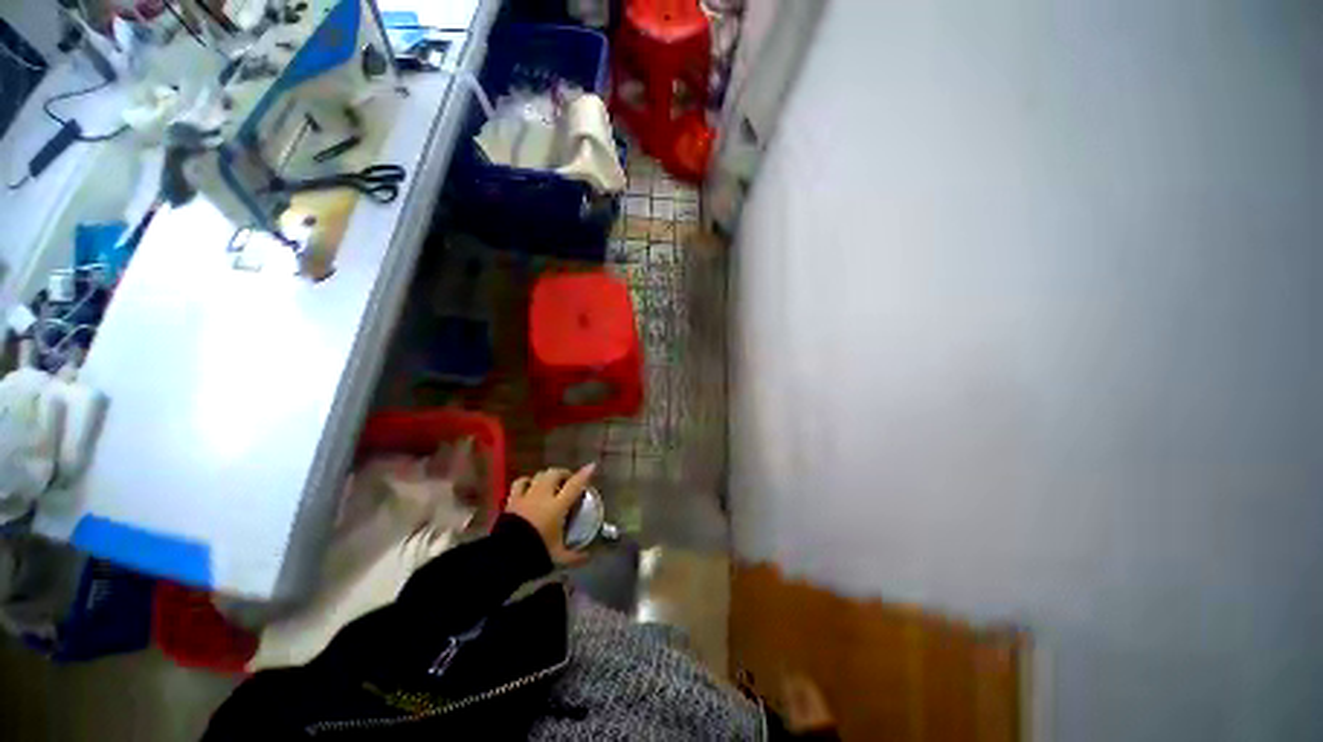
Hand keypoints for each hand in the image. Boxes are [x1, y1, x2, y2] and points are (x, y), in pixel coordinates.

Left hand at [506, 464, 595, 565]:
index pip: (575, 485)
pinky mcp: (512, 500)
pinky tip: (530, 486)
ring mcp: (526, 495)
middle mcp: (543, 495)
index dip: (584, 474)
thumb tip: (588, 556)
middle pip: (555, 474)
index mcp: (557, 506)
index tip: (592, 466)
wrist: (504, 557)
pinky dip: (527, 481)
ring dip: (547, 476)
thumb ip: (574, 556)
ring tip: (551, 482)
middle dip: (564, 474)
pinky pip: (520, 483)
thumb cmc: (535, 553)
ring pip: (539, 475)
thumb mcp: (558, 557)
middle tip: (569, 480)